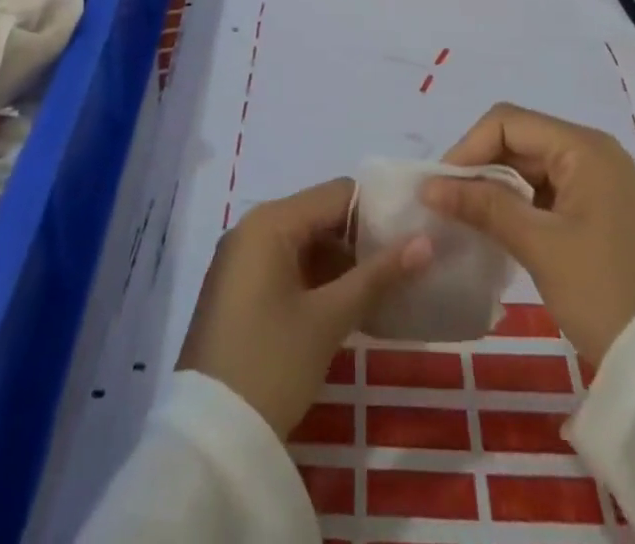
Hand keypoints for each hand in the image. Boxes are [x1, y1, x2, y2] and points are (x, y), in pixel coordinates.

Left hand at [177, 177, 431, 437]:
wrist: (209, 439)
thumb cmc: (271, 364)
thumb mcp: (329, 319)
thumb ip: (378, 276)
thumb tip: (426, 242)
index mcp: (271, 221)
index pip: (337, 194)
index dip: (378, 211)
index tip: (414, 233)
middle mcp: (253, 228)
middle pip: (321, 215)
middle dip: (362, 239)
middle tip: (406, 264)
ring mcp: (243, 260)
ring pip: (306, 243)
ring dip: (343, 262)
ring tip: (387, 286)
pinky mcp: (240, 291)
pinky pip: (288, 266)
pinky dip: (319, 280)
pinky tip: (351, 305)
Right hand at [423, 104, 634, 368]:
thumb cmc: (602, 292)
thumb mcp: (539, 245)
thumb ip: (483, 205)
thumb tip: (430, 185)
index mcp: (583, 147)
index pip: (508, 122)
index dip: (469, 147)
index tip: (440, 185)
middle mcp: (591, 152)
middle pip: (518, 139)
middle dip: (479, 165)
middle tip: (446, 201)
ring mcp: (596, 180)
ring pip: (529, 165)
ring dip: (495, 185)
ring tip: (463, 215)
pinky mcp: (596, 208)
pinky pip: (545, 189)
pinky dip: (517, 202)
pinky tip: (494, 227)